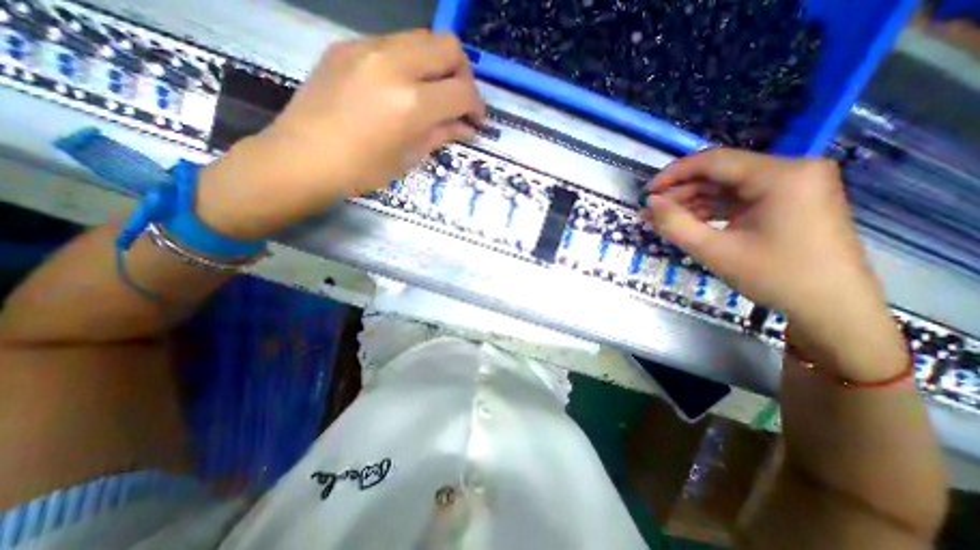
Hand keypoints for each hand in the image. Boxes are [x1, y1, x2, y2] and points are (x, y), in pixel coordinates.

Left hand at [192, 31, 481, 238]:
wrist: (302, 159)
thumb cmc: (361, 171)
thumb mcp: (409, 157)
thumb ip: (442, 134)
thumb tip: (467, 128)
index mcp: (411, 103)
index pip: (462, 92)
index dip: (477, 107)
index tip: (476, 121)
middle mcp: (394, 64)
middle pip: (448, 47)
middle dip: (463, 75)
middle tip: (458, 102)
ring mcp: (367, 48)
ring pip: (422, 38)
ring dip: (437, 64)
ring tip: (432, 93)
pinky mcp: (347, 45)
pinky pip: (393, 43)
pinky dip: (410, 62)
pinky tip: (401, 87)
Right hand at [644, 149, 901, 376]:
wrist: (832, 308)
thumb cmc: (775, 277)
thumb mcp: (715, 251)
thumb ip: (676, 224)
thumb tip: (650, 203)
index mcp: (780, 175)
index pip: (714, 161)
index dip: (674, 174)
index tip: (647, 192)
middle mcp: (791, 171)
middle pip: (720, 173)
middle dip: (681, 193)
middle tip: (651, 212)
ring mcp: (793, 186)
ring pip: (727, 187)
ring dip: (693, 203)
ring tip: (663, 220)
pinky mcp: (789, 202)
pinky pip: (740, 199)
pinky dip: (712, 210)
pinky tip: (689, 223)